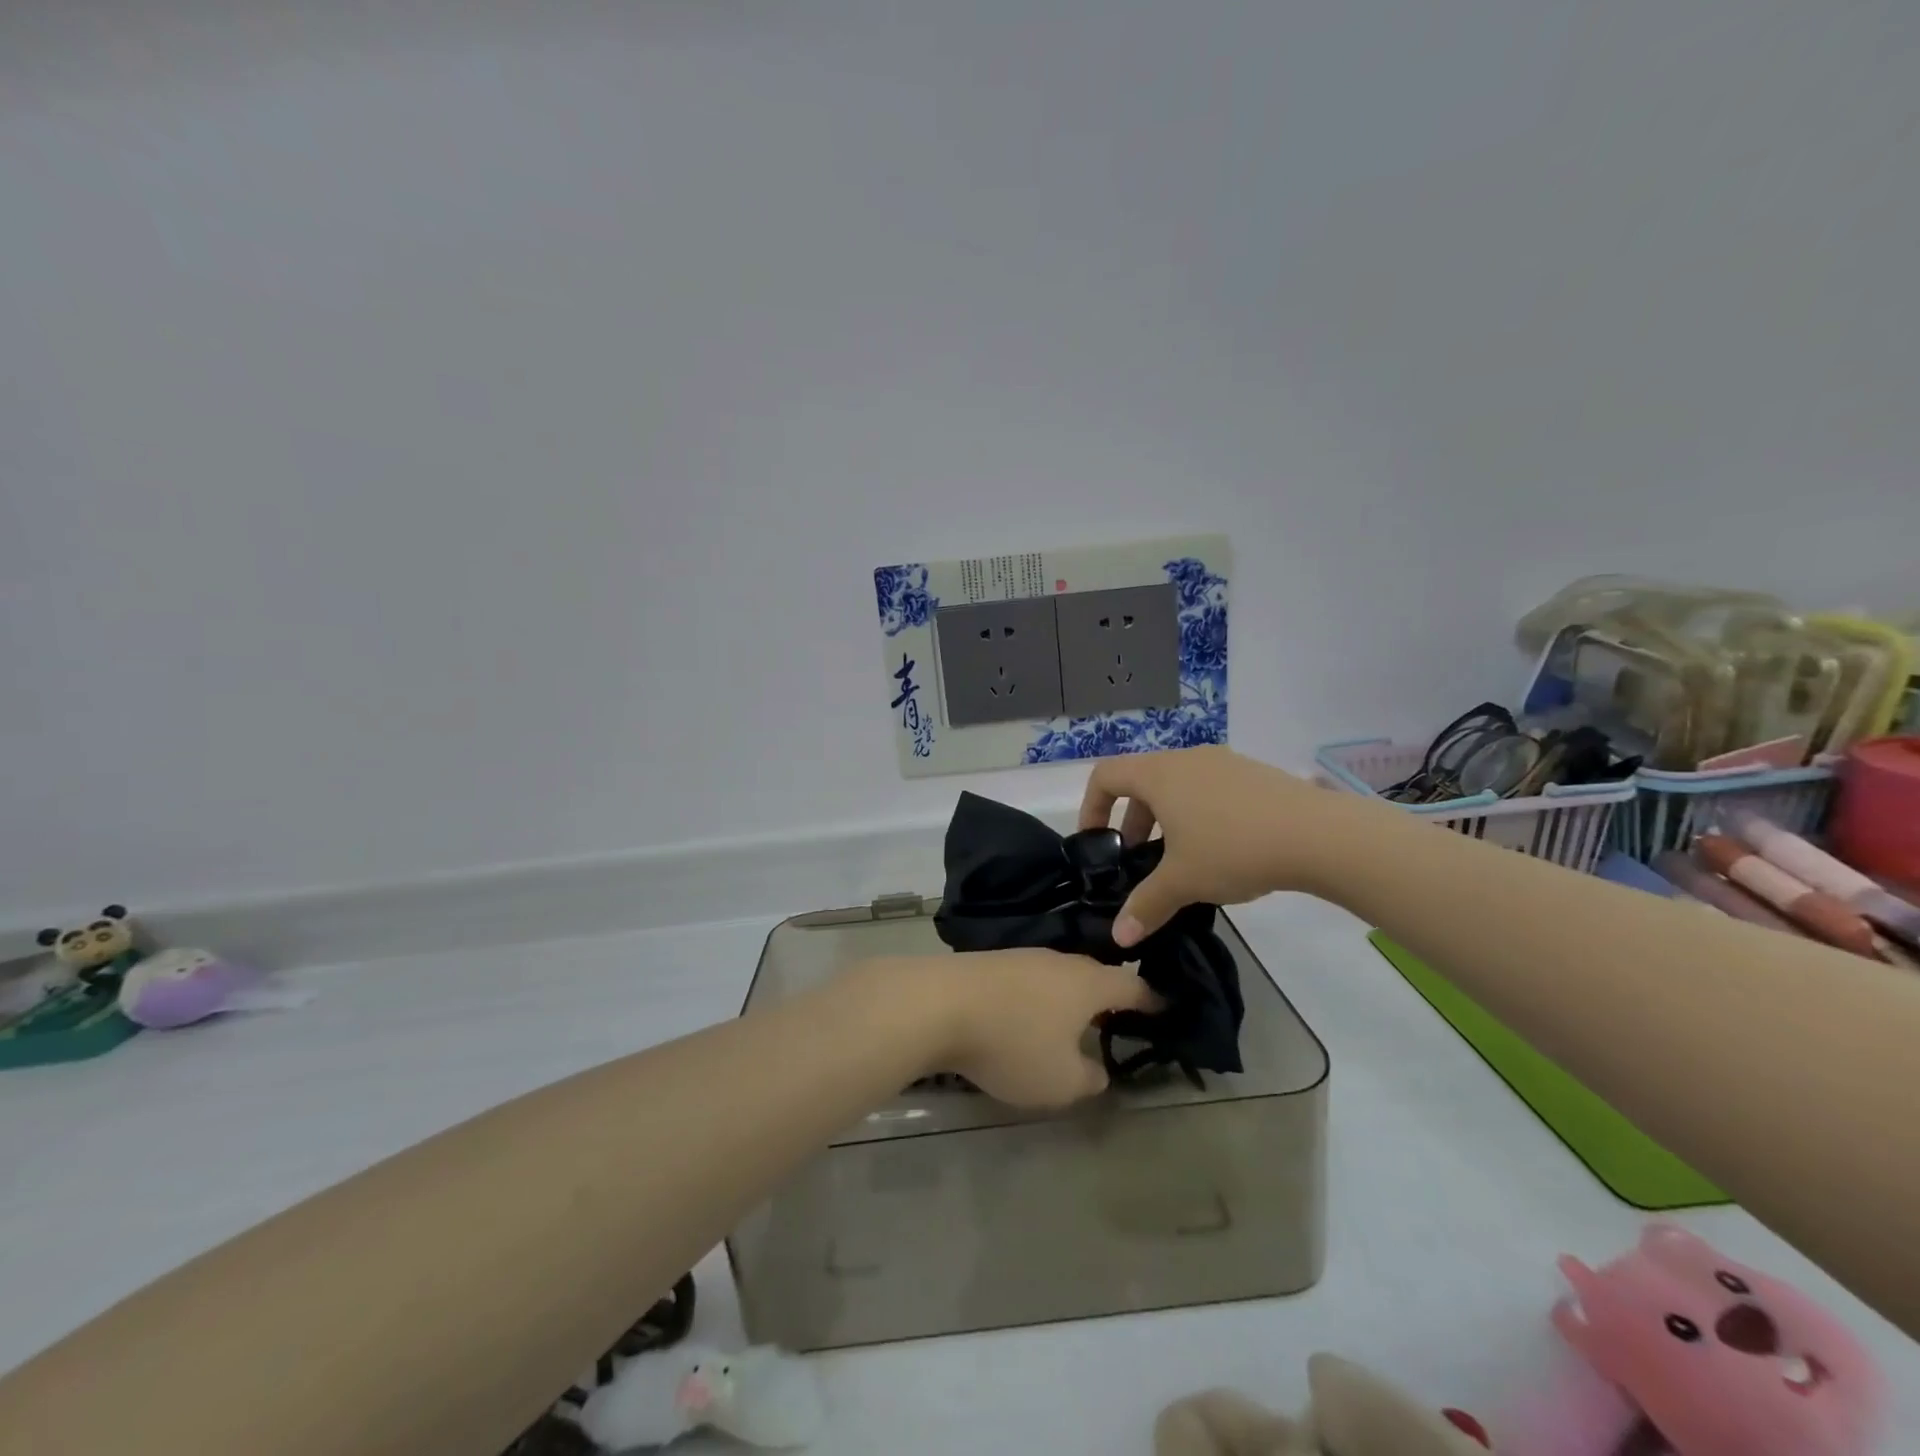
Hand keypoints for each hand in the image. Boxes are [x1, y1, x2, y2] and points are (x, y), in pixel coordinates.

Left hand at [868, 949, 1159, 1109]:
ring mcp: (1021, 957)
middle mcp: (1059, 961)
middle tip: (1119, 1017)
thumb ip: (1089, 1078)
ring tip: (1072, 1021)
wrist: (938, 1004)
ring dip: (1069, 997)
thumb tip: (1097, 1069)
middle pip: (1094, 975)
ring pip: (1058, 976)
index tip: (1166, 1007)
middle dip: (1108, 996)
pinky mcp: (990, 963)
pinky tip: (1027, 1014)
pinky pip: (1028, 980)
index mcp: (1088, 983)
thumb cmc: (1013, 1042)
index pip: (1132, 985)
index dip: (1152, 999)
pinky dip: (1037, 997)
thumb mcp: (1061, 1081)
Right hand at [1079, 745, 1354, 945]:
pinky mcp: (1254, 774)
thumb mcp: (1183, 881)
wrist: (1318, 834)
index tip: (1097, 840)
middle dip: (1132, 821)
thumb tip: (1119, 937)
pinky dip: (1198, 813)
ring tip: (1180, 858)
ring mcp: (1224, 762)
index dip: (1092, 806)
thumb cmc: (1233, 849)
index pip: (1106, 776)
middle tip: (1138, 858)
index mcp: (1159, 775)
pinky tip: (1222, 850)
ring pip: (1178, 786)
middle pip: (1142, 781)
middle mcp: (1186, 759)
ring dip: (1167, 819)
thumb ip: (1145, 905)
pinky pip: (1210, 788)